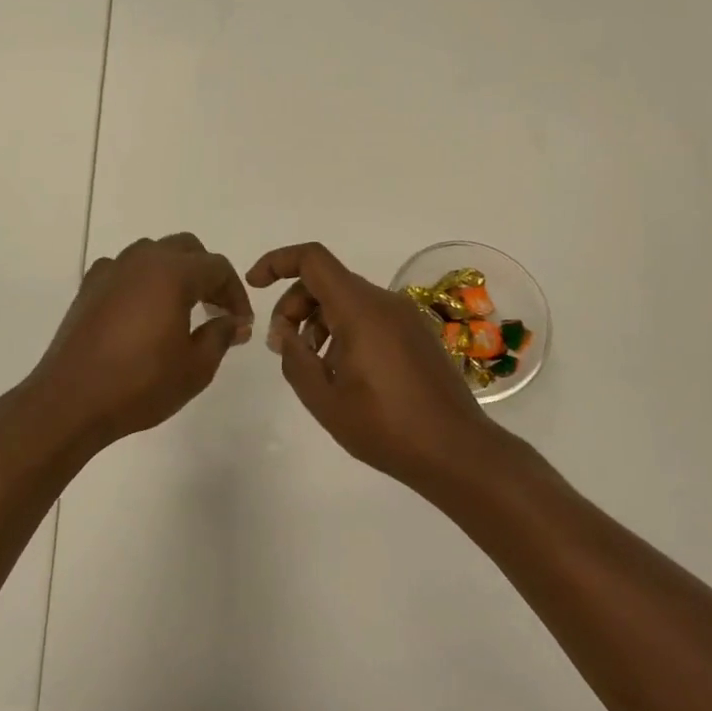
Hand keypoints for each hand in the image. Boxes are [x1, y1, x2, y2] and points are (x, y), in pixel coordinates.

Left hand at [26, 233, 253, 449]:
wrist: (70, 402)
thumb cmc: (139, 384)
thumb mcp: (195, 367)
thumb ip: (221, 335)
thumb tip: (235, 321)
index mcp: (172, 273)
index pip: (217, 267)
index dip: (236, 293)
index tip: (241, 323)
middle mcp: (141, 260)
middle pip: (186, 249)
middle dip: (207, 275)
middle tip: (216, 311)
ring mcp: (110, 271)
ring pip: (153, 254)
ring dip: (175, 273)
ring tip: (182, 310)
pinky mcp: (88, 288)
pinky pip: (125, 270)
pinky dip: (142, 282)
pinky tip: (143, 313)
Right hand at [247, 242, 496, 488]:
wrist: (456, 451)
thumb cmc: (385, 427)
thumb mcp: (324, 398)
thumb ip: (294, 358)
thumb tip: (283, 332)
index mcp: (360, 309)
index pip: (312, 260)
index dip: (277, 262)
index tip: (255, 286)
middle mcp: (385, 302)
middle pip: (327, 280)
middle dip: (294, 305)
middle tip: (282, 346)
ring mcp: (405, 316)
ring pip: (348, 299)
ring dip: (318, 320)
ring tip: (311, 365)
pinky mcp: (416, 334)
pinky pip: (370, 316)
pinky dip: (344, 329)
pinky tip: (341, 371)